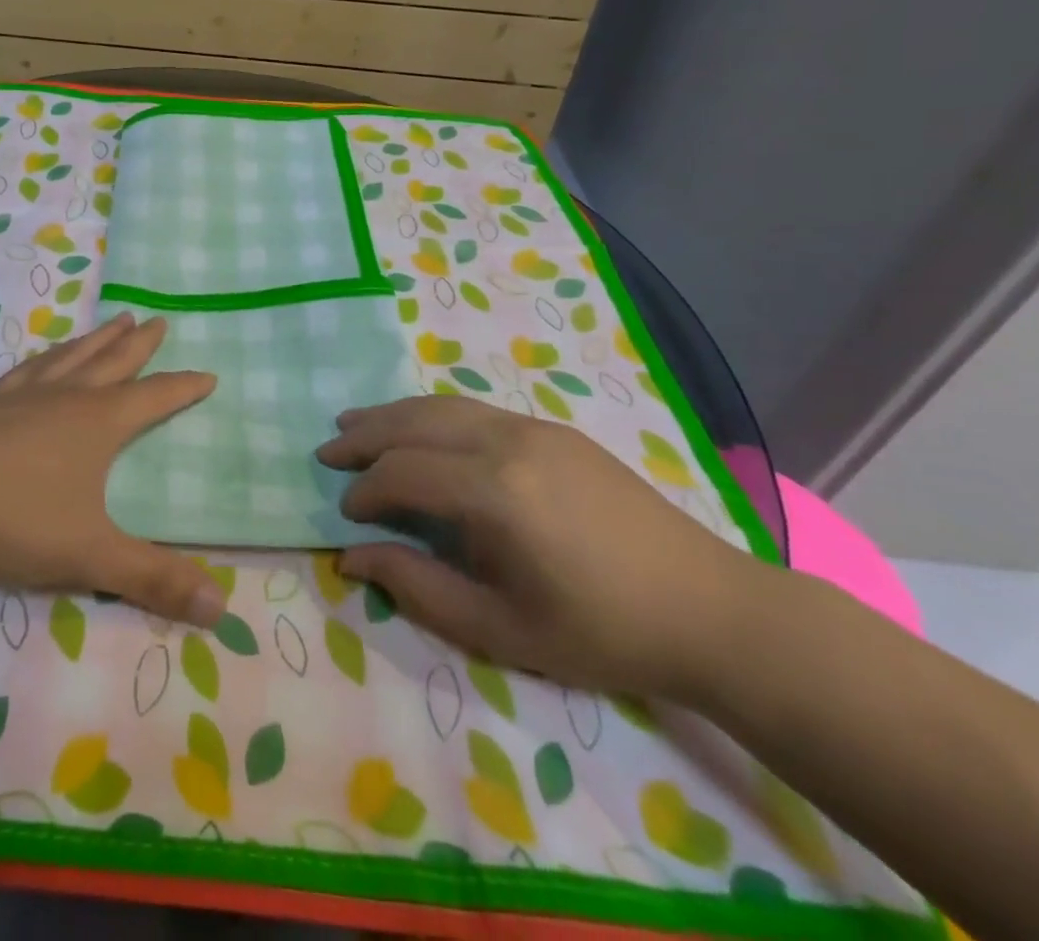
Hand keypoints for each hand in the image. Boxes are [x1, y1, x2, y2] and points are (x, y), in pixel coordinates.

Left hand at [0, 313, 227, 628]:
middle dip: (139, 344)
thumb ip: (153, 579)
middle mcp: (66, 398)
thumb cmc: (13, 517)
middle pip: (113, 361)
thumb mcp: (90, 554)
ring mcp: (23, 397)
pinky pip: (28, 370)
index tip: (208, 375)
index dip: (183, 388)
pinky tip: (42, 361)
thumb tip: (221, 608)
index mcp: (98, 422)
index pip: (154, 398)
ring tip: (113, 321)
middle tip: (158, 320)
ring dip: (97, 339)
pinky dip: (46, 358)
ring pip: (71, 357)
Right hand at [318, 396, 771, 699]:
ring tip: (355, 423)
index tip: (346, 515)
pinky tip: (420, 429)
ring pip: (442, 406)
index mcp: (493, 492)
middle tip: (328, 450)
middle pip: (413, 423)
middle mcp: (506, 442)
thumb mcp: (499, 628)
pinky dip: (432, 414)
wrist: (710, 610)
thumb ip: (417, 586)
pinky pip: (474, 410)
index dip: (365, 491)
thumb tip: (351, 557)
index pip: (402, 473)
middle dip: (364, 435)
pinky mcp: (555, 430)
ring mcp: (533, 428)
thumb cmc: (600, 631)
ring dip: (393, 414)